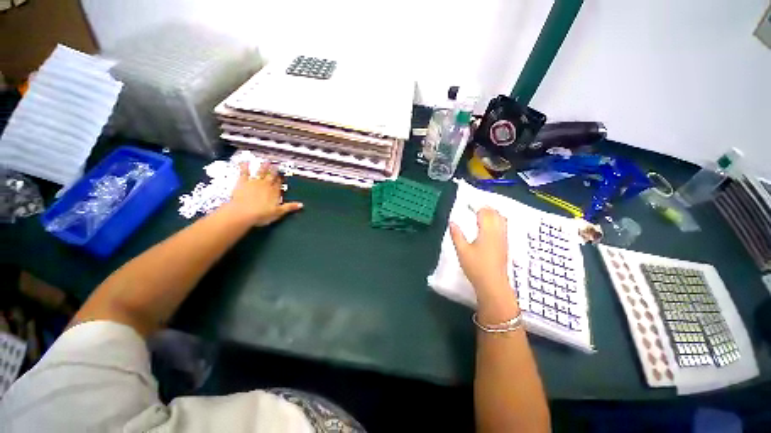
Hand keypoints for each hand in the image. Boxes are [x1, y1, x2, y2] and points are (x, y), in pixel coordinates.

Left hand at [226, 162, 302, 226]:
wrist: (243, 213)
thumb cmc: (261, 214)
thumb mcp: (278, 212)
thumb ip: (289, 207)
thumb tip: (300, 205)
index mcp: (275, 192)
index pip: (279, 184)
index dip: (281, 180)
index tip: (282, 176)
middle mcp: (266, 185)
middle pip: (271, 176)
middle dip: (274, 171)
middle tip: (276, 165)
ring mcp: (254, 183)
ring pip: (261, 172)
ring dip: (264, 167)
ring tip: (266, 162)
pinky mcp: (243, 183)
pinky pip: (244, 172)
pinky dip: (245, 166)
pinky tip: (245, 161)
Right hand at [449, 208, 512, 299]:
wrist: (493, 284)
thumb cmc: (476, 267)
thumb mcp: (462, 251)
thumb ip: (456, 235)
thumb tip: (452, 222)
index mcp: (487, 231)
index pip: (485, 213)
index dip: (477, 206)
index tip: (469, 204)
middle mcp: (498, 232)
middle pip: (495, 214)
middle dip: (486, 207)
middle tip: (475, 206)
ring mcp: (503, 238)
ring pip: (502, 219)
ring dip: (493, 213)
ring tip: (483, 212)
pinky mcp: (505, 245)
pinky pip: (504, 226)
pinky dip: (497, 220)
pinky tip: (491, 225)